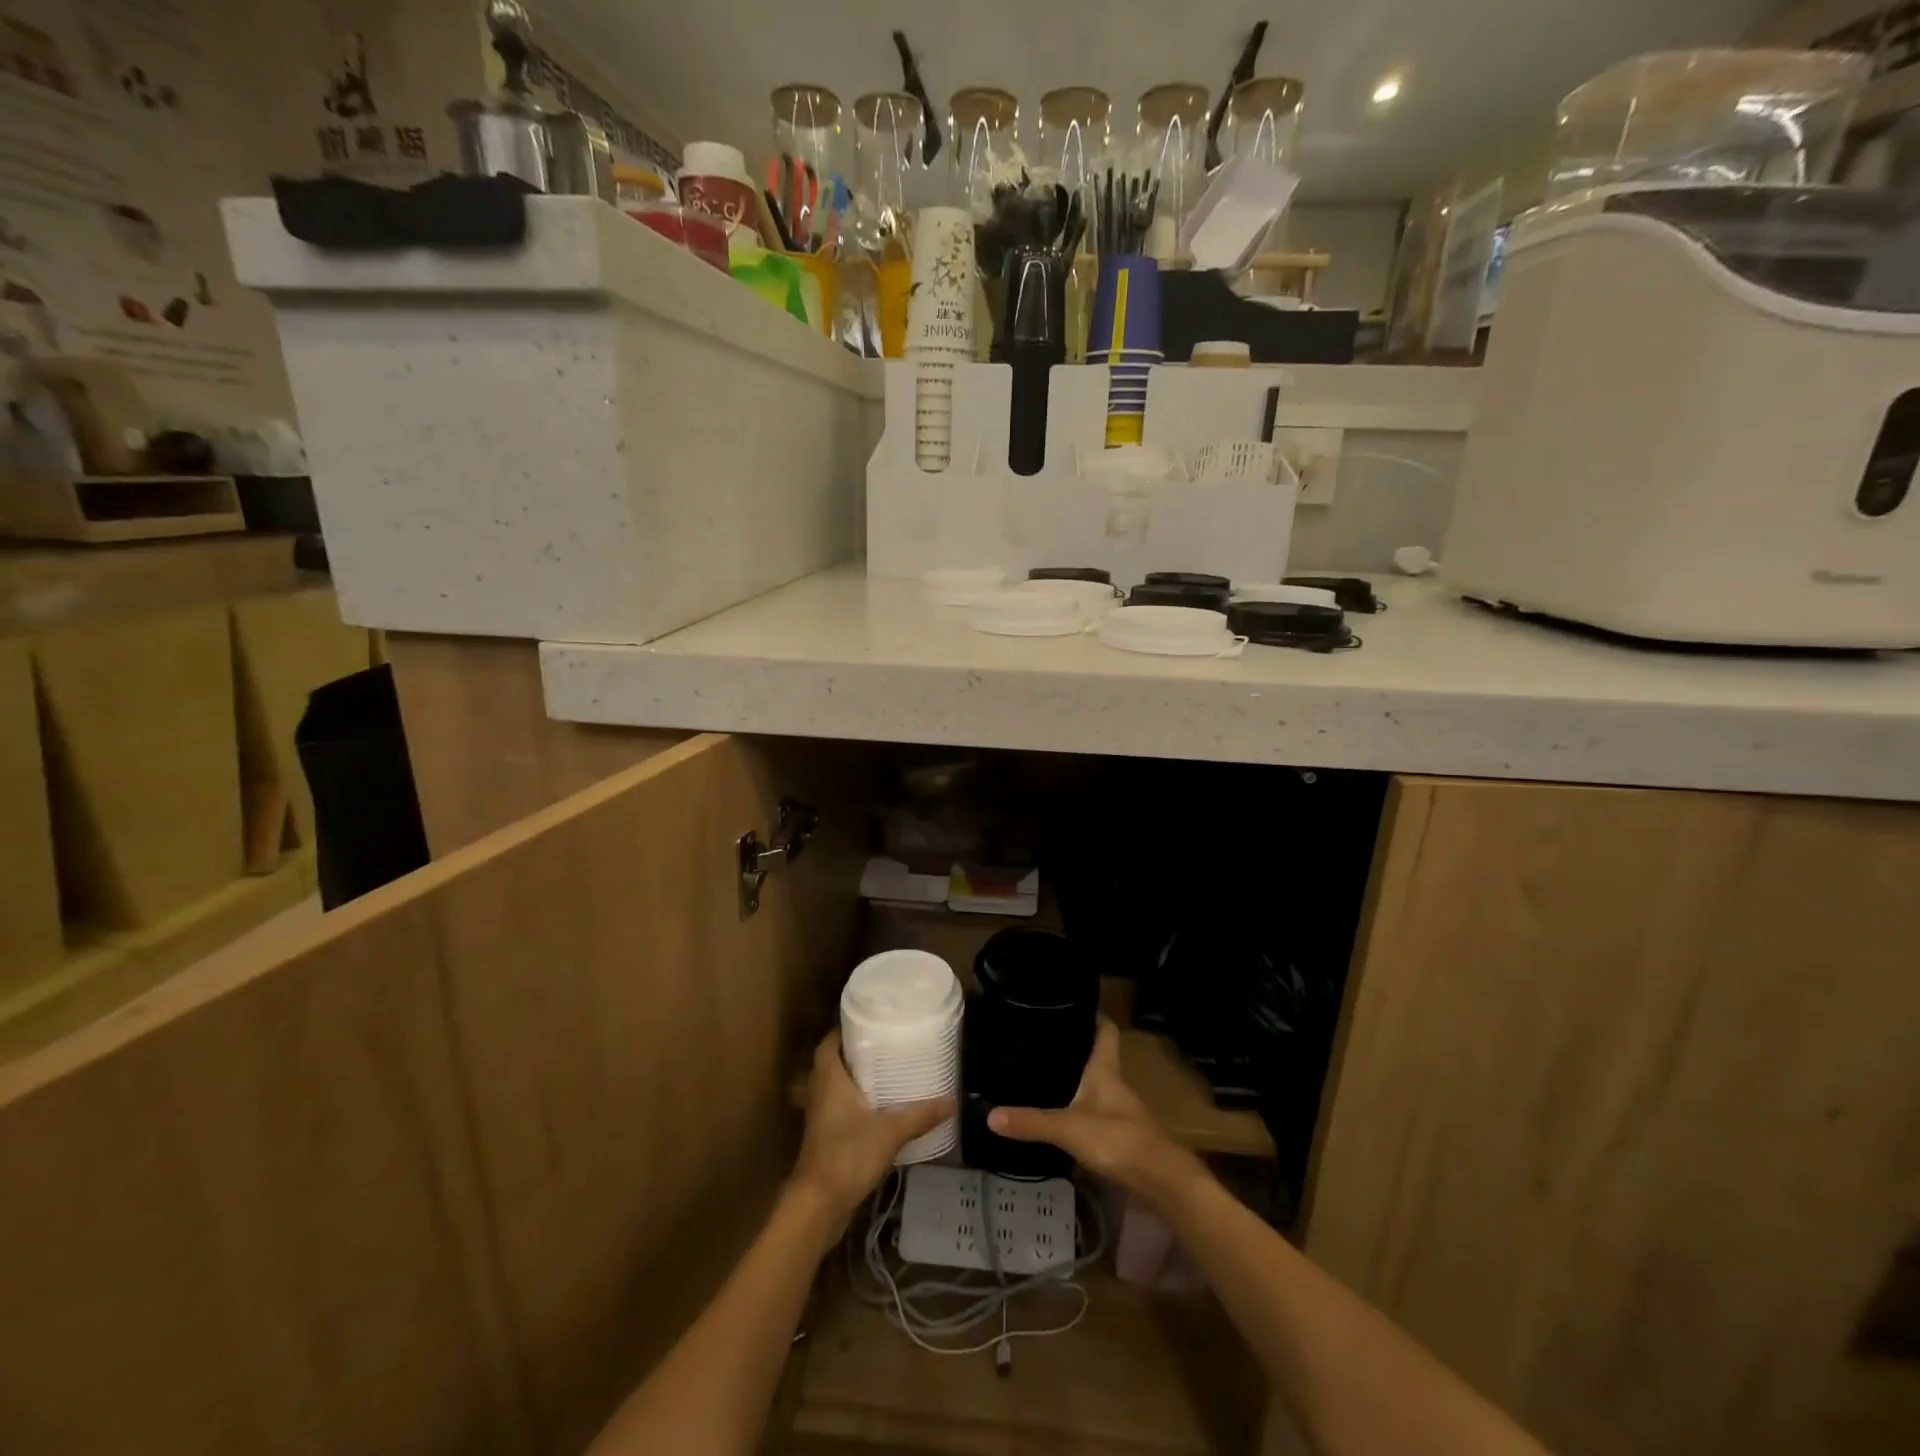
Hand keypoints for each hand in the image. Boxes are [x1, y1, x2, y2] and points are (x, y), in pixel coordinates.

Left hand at [792, 1031, 952, 1222]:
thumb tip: (952, 1100)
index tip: (868, 1023)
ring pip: (834, 1089)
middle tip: (884, 1046)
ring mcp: (820, 1118)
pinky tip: (880, 1111)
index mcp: (829, 1078)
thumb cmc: (848, 1154)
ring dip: (854, 1081)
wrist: (818, 1205)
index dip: (844, 1031)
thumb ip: (920, 1115)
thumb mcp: (890, 1131)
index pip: (828, 1043)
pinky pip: (838, 1111)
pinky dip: (855, 1106)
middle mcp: (820, 1093)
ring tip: (886, 1074)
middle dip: (854, 1054)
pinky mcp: (824, 1140)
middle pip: (832, 1064)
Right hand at [988, 1017, 1200, 1202]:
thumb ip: (1031, 1122)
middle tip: (1046, 1039)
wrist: (1160, 1180)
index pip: (1106, 1030)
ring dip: (1079, 1079)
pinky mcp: (1121, 1134)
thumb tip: (990, 1114)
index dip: (1094, 1015)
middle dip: (1077, 1047)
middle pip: (1099, 1055)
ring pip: (1098, 1084)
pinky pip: (1098, 1111)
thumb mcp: (1068, 1128)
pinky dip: (1082, 1108)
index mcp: (1106, 1069)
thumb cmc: (1117, 1138)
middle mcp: (1115, 1082)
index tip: (1074, 1004)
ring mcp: (1121, 1109)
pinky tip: (1063, 1114)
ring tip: (1047, 1072)